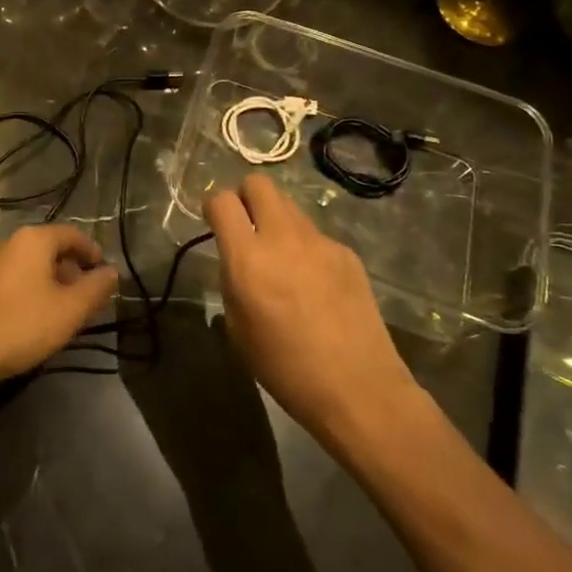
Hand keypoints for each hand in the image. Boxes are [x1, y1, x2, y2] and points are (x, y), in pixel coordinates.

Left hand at [0, 224, 118, 384]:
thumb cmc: (24, 324)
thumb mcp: (71, 309)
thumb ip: (96, 288)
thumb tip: (112, 272)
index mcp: (34, 240)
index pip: (72, 234)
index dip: (93, 252)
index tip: (105, 274)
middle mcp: (10, 243)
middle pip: (51, 248)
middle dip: (73, 270)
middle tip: (87, 297)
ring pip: (32, 265)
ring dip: (52, 282)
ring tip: (65, 310)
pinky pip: (15, 278)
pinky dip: (32, 290)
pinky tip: (37, 317)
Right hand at [205, 174, 421, 446]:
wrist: (357, 388)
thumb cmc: (285, 368)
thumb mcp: (238, 329)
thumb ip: (232, 282)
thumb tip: (237, 262)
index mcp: (248, 258)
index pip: (222, 200)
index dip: (213, 206)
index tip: (214, 223)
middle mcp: (282, 238)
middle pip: (259, 183)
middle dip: (246, 197)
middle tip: (246, 227)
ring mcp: (319, 242)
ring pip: (289, 206)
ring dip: (276, 220)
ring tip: (281, 258)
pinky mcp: (347, 253)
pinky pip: (315, 236)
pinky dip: (305, 247)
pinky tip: (314, 284)